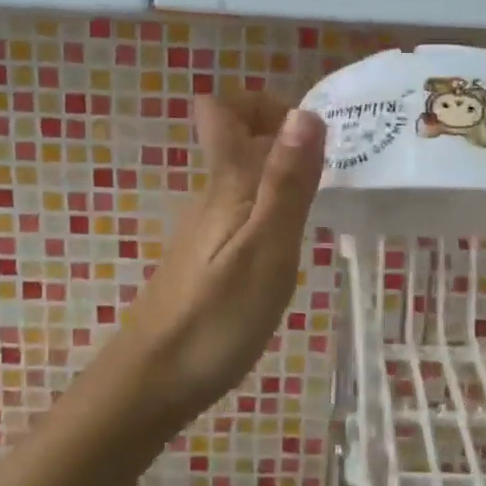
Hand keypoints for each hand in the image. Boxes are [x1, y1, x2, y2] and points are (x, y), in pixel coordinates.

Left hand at [114, 94, 325, 421]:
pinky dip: (272, 207)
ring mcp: (206, 227)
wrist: (153, 383)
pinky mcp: (208, 256)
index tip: (308, 130)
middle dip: (283, 135)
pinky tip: (291, 242)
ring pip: (243, 174)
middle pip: (236, 136)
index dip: (263, 103)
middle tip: (332, 168)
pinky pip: (243, 208)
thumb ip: (286, 183)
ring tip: (323, 202)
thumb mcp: (266, 249)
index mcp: (226, 184)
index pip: (222, 110)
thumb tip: (305, 112)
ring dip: (282, 172)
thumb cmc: (216, 317)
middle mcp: (212, 195)